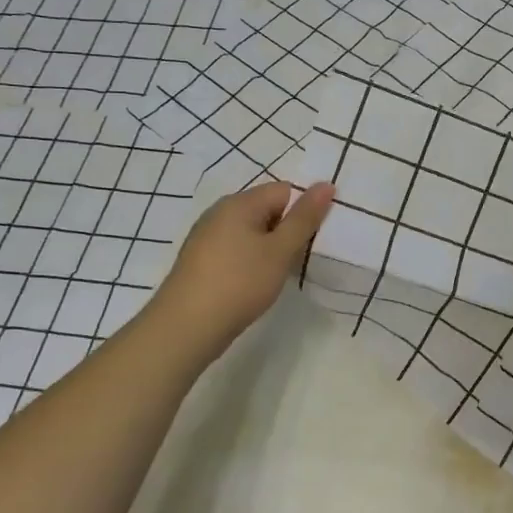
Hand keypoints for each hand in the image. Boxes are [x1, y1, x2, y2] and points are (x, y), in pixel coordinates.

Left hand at [151, 181, 333, 361]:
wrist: (186, 327)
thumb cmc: (239, 282)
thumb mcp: (280, 250)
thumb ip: (304, 218)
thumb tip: (325, 184)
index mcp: (239, 202)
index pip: (284, 191)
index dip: (302, 212)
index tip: (310, 240)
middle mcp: (220, 212)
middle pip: (267, 209)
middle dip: (286, 231)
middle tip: (296, 258)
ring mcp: (207, 237)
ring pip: (251, 232)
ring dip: (269, 248)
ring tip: (277, 274)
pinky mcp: (201, 260)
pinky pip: (236, 249)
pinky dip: (250, 262)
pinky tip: (253, 283)